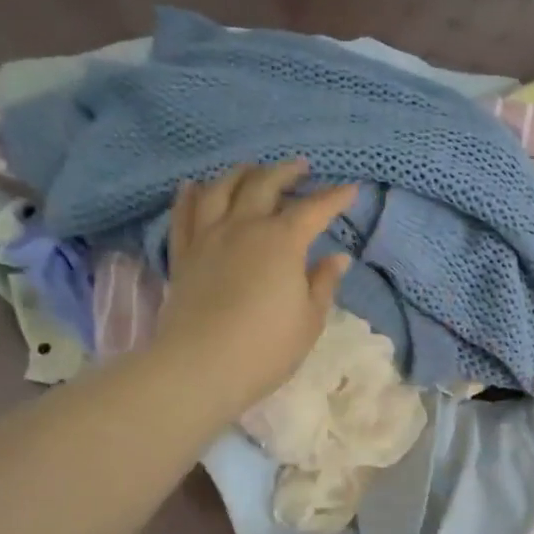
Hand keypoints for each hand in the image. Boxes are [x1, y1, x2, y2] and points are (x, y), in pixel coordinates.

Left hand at [155, 161, 357, 415]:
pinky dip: (191, 195)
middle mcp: (243, 227)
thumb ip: (323, 283)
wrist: (200, 367)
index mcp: (282, 241)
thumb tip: (336, 257)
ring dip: (240, 174)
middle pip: (264, 185)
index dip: (335, 198)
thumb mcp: (309, 319)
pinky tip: (194, 186)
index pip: (314, 209)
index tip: (350, 190)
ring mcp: (208, 237)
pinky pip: (184, 214)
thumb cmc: (266, 347)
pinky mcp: (182, 255)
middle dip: (286, 172)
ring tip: (251, 169)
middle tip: (300, 167)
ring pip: (221, 189)